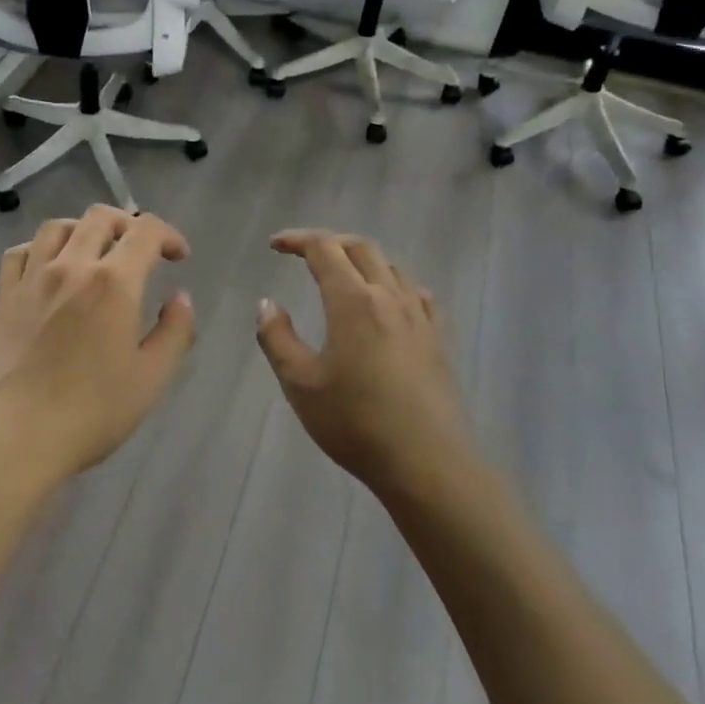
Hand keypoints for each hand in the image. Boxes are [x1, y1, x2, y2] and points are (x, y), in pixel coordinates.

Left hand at [0, 206, 196, 490]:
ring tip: (96, 251)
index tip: (179, 257)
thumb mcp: (150, 379)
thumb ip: (175, 332)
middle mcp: (71, 266)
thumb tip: (180, 298)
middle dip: (129, 224)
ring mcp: (32, 278)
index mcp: (113, 282)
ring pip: (58, 227)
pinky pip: (21, 252)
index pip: (145, 231)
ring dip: (85, 229)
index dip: (169, 235)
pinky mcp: (4, 296)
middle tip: (142, 250)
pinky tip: (49, 267)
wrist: (14, 438)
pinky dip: (41, 248)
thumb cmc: (90, 412)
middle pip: (101, 217)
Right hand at [256, 229, 469, 490]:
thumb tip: (267, 304)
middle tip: (302, 253)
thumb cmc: (355, 423)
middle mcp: (388, 297)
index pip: (324, 249)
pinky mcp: (437, 339)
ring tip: (341, 273)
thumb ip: (277, 338)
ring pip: (390, 267)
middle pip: (360, 248)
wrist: (427, 464)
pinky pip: (416, 293)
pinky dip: (393, 283)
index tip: (275, 245)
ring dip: (361, 260)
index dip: (297, 240)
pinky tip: (388, 301)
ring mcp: (419, 317)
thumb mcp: (300, 384)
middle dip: (329, 242)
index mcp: (353, 301)